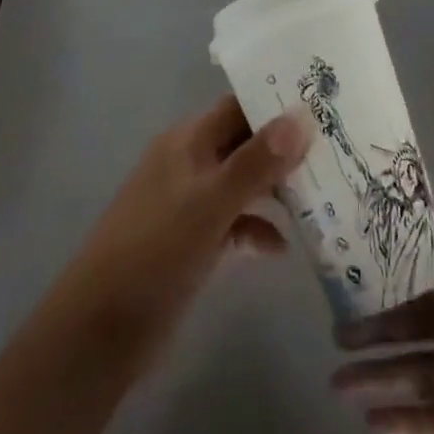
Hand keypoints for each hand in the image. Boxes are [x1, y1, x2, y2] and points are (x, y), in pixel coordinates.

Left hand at [49, 94, 309, 370]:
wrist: (98, 331)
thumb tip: (302, 116)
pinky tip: (282, 248)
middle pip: (245, 143)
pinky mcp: (192, 241)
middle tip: (335, 150)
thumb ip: (256, 162)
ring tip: (322, 197)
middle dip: (285, 148)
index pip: (239, 107)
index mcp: (187, 142)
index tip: (323, 103)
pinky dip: (257, 229)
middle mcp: (189, 163)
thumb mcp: (210, 205)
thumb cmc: (155, 252)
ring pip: (242, 183)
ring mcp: (190, 204)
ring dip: (276, 189)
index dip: (277, 102)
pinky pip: (234, 222)